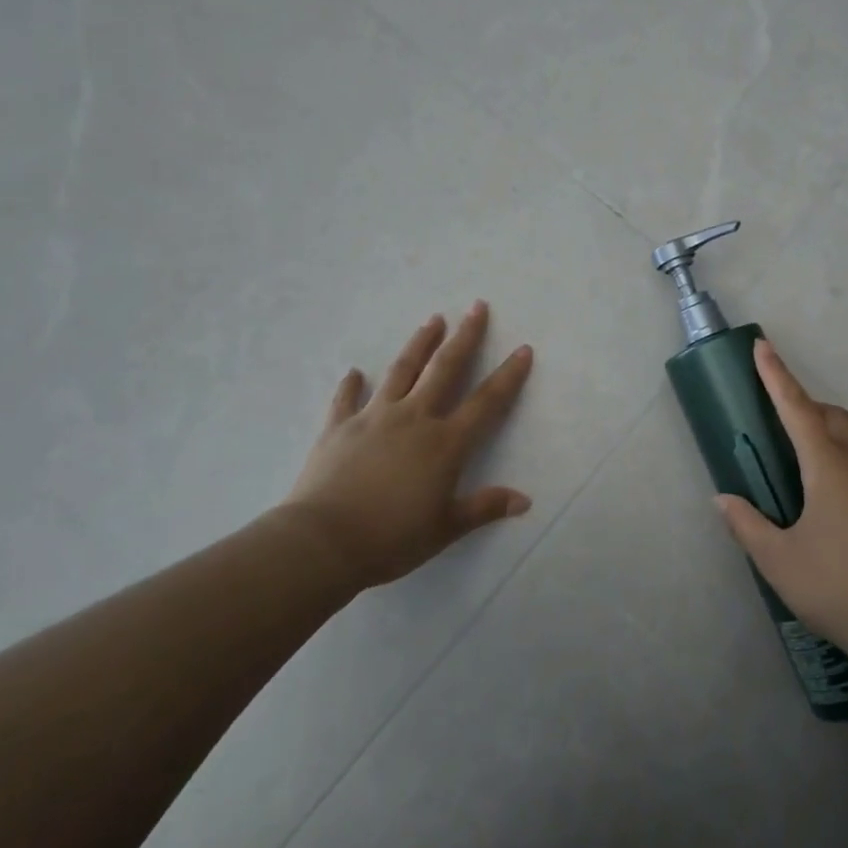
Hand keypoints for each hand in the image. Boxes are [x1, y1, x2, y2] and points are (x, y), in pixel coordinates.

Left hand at [269, 301, 534, 590]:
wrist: (323, 542)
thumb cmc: (392, 538)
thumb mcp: (445, 528)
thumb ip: (485, 508)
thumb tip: (525, 500)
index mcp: (445, 443)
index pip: (486, 402)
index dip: (508, 376)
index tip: (522, 349)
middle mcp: (413, 419)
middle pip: (444, 369)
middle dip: (464, 336)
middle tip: (476, 306)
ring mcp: (373, 418)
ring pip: (401, 371)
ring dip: (419, 344)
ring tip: (432, 320)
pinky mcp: (338, 427)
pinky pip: (346, 400)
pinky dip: (350, 385)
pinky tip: (353, 372)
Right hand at [716, 339, 847, 673]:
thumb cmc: (839, 588)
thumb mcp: (780, 561)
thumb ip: (748, 526)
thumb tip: (724, 500)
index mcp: (830, 468)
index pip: (798, 407)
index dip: (777, 375)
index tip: (763, 345)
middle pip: (833, 416)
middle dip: (805, 405)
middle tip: (779, 424)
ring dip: (829, 435)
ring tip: (805, 469)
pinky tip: (839, 505)